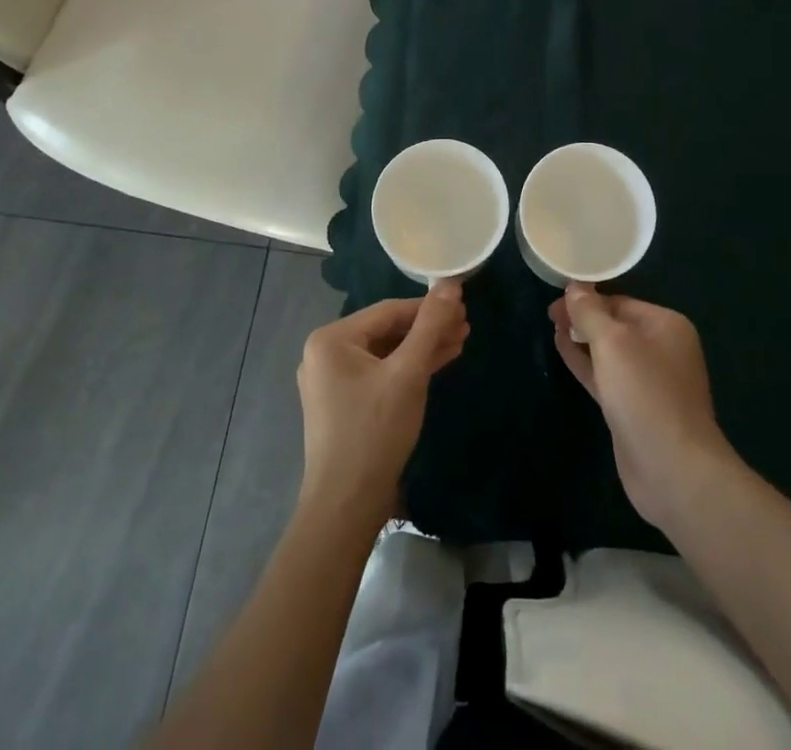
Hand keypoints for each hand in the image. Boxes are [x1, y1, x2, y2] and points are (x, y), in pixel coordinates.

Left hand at [296, 282, 468, 527]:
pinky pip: (379, 374)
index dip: (428, 308)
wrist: (346, 506)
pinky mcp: (342, 403)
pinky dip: (406, 370)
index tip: (463, 307)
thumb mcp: (409, 373)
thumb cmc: (375, 431)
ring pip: (385, 353)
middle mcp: (324, 353)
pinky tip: (436, 365)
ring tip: (459, 342)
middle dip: (427, 330)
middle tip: (465, 326)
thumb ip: (430, 326)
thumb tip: (451, 283)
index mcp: (331, 338)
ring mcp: (331, 381)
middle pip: (386, 331)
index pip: (389, 311)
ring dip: (421, 349)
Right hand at [550, 285, 735, 529]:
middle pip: (615, 325)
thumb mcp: (612, 343)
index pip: (620, 301)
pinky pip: (605, 376)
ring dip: (581, 339)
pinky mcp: (633, 408)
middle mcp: (661, 349)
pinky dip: (584, 363)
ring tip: (552, 327)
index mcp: (666, 325)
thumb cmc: (645, 393)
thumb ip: (590, 312)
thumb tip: (575, 286)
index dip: (587, 298)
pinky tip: (562, 350)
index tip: (556, 299)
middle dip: (583, 318)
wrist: (672, 470)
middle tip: (549, 314)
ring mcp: (648, 382)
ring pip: (608, 352)